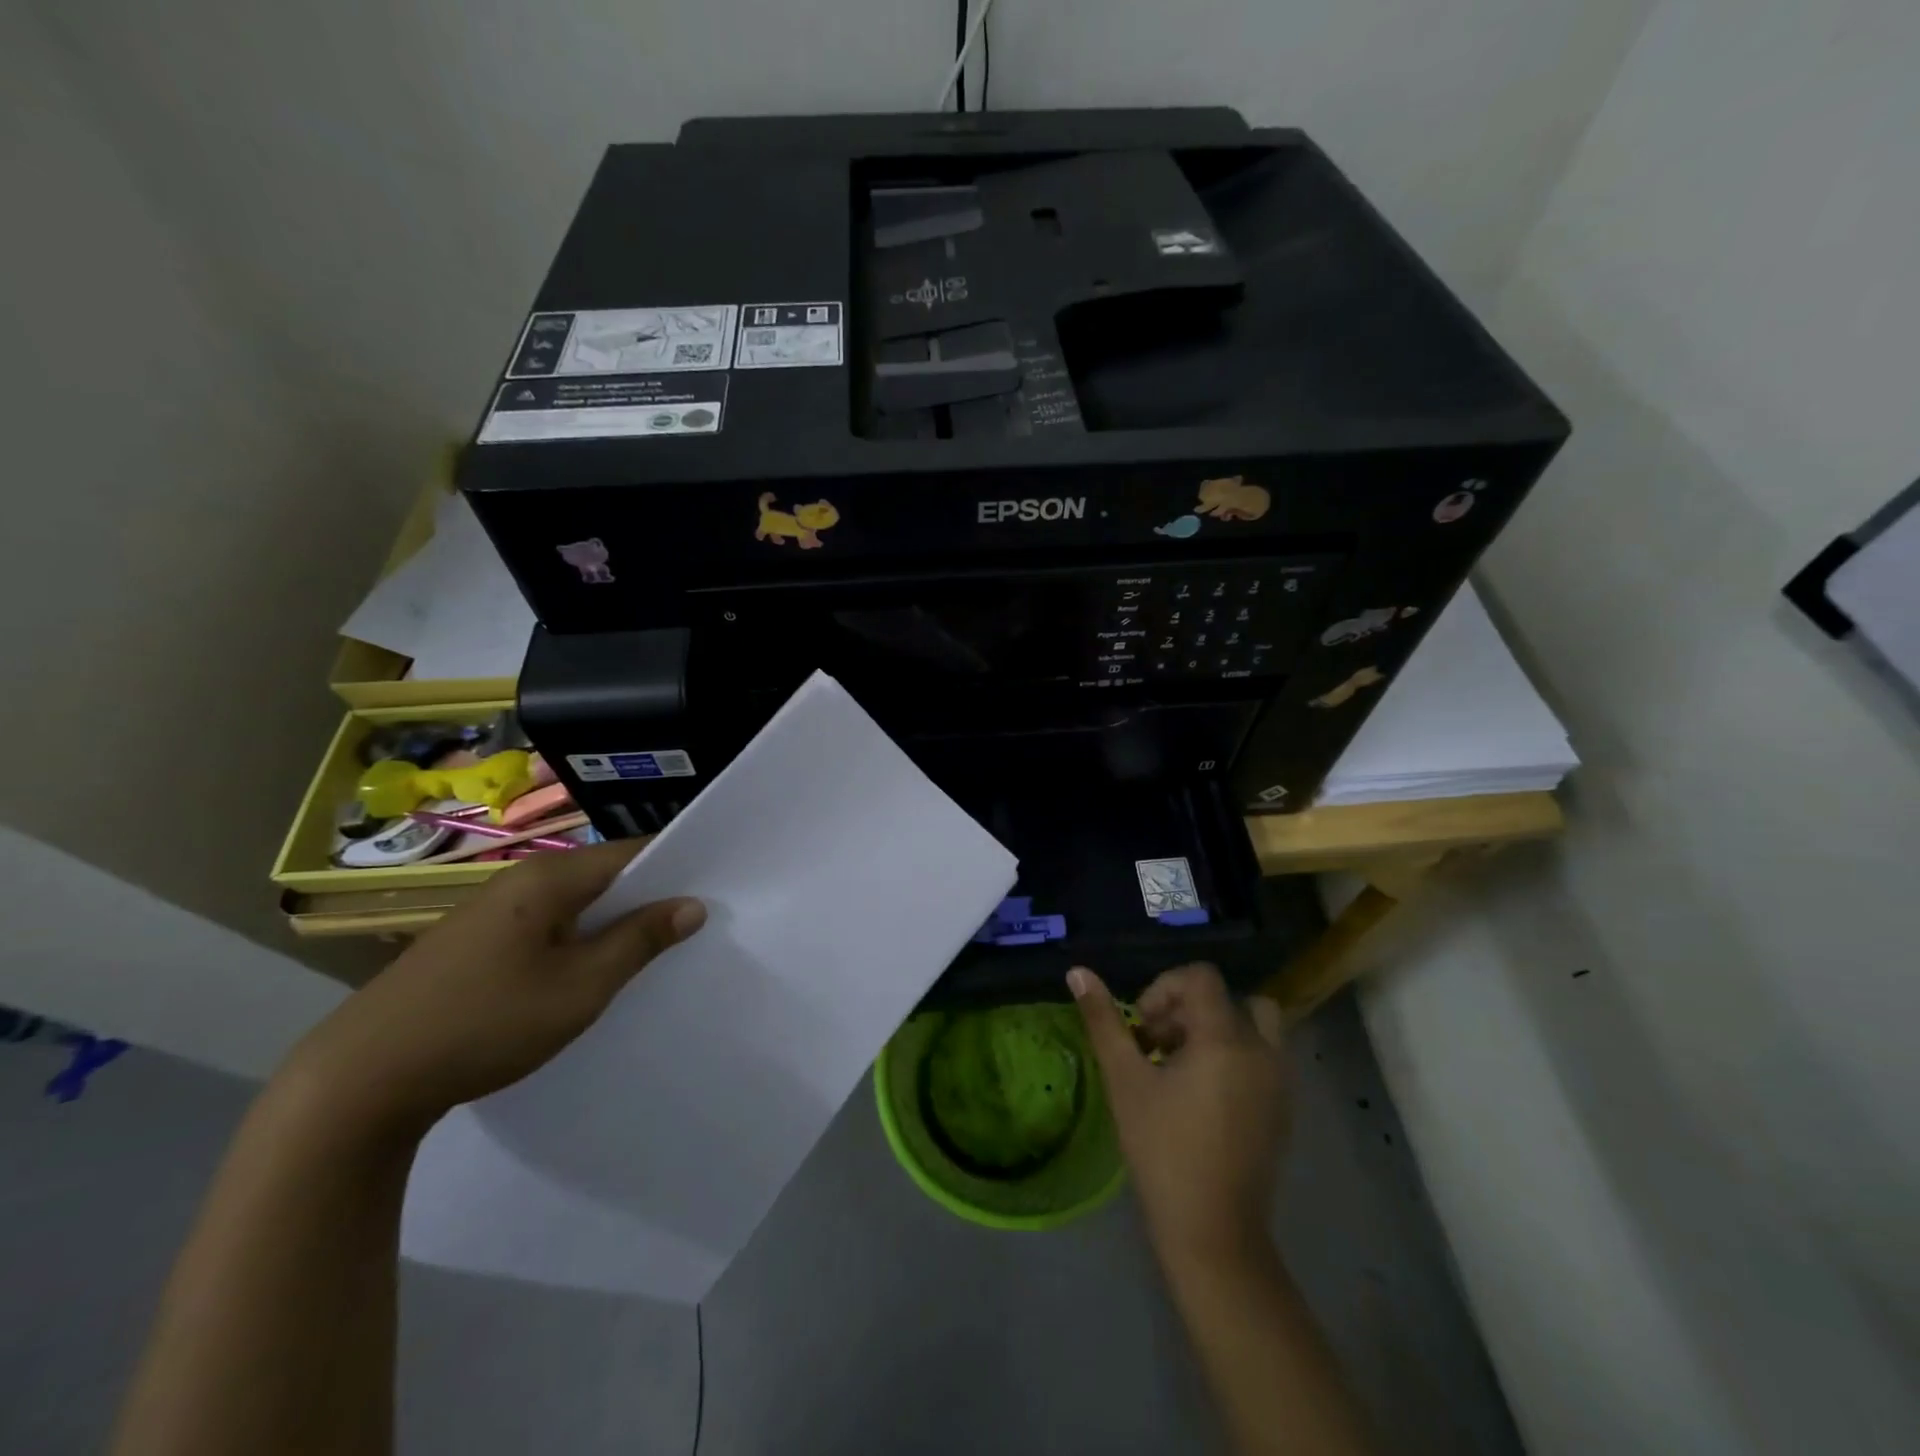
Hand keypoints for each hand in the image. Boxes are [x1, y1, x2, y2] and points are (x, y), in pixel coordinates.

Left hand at [277, 840, 704, 1136]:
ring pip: (573, 904)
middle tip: (690, 928)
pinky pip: (544, 925)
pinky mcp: (473, 943)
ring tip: (648, 953)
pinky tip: (585, 973)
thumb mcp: (580, 987)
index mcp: (548, 877)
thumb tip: (692, 905)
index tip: (714, 890)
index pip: (631, 852)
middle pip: (602, 875)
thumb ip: (639, 941)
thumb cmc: (486, 1023)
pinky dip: (576, 940)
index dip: (676, 867)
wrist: (359, 1081)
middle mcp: (519, 880)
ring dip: (611, 923)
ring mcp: (490, 911)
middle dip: (646, 898)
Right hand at [1070, 963, 1288, 1271]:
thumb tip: (1077, 972)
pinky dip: (1234, 1056)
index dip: (1165, 988)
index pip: (1201, 977)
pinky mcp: (1285, 1108)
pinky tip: (1201, 1095)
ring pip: (1252, 1025)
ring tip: (1180, 1066)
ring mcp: (1280, 1080)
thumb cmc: (1163, 1150)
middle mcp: (1262, 1050)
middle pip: (1228, 997)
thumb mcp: (1125, 1080)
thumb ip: (1104, 1021)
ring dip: (1214, 1030)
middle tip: (1157, 1045)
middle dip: (1188, 1009)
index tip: (1142, 1026)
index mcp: (1225, 1038)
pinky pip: (1263, 1056)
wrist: (1214, 1233)